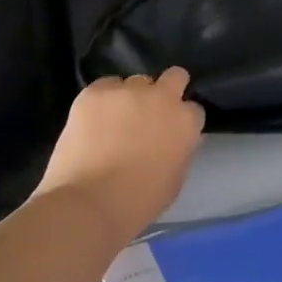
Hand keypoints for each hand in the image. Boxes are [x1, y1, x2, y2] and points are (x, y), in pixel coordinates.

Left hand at [35, 68, 204, 242]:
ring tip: (114, 121)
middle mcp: (162, 97)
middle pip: (174, 77)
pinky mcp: (96, 92)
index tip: (170, 133)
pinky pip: (105, 87)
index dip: (181, 121)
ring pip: (136, 82)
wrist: (89, 204)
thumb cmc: (138, 202)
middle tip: (151, 112)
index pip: (193, 109)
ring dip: (131, 98)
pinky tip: (93, 121)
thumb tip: (178, 139)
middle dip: (168, 90)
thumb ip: (181, 151)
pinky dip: (102, 100)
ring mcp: (128, 91)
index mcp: (185, 122)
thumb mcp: (175, 179)